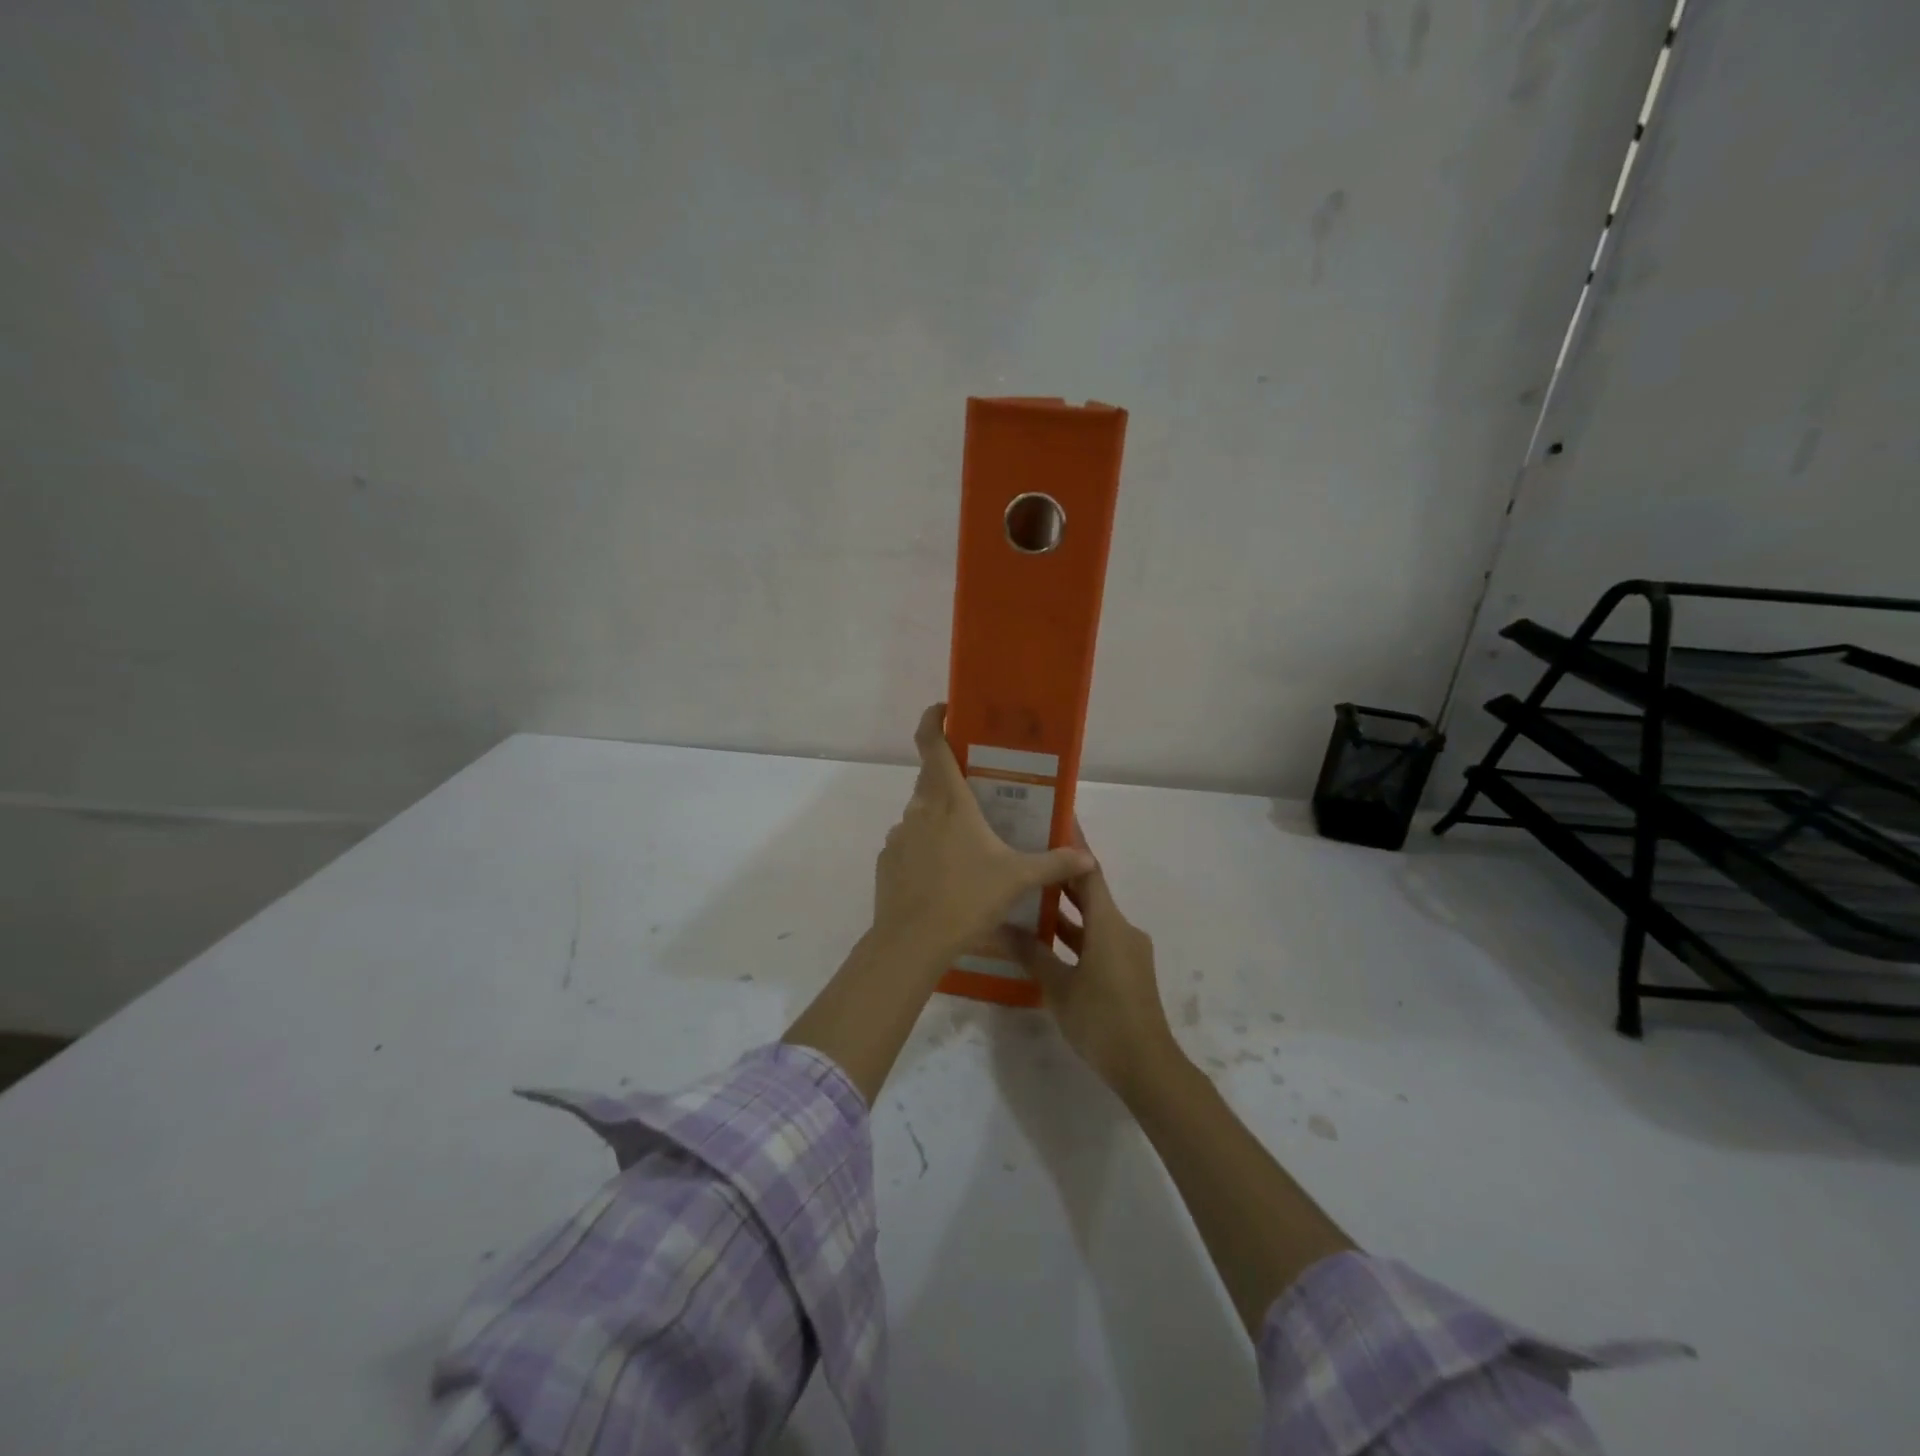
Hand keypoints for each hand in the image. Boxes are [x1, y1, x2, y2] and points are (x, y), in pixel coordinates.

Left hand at [871, 704, 1094, 970]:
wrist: (912, 942)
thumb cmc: (966, 898)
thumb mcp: (1017, 879)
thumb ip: (1054, 864)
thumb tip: (1088, 858)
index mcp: (949, 801)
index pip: (932, 744)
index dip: (933, 720)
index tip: (945, 710)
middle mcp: (919, 809)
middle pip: (930, 779)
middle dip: (952, 779)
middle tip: (980, 793)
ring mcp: (898, 835)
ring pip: (921, 814)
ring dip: (940, 819)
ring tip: (967, 845)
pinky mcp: (887, 860)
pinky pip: (909, 843)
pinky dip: (926, 848)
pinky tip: (945, 876)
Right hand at [1013, 827, 1180, 1101]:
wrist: (1147, 1066)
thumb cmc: (1101, 1019)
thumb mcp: (1058, 985)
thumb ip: (1031, 952)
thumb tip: (999, 926)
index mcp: (1109, 922)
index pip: (1088, 870)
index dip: (1071, 845)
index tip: (1052, 822)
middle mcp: (1121, 928)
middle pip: (1090, 892)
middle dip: (1060, 875)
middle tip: (1027, 856)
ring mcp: (1126, 951)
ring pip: (1091, 919)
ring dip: (1063, 909)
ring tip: (1026, 896)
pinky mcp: (1126, 971)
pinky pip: (1096, 941)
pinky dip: (1073, 935)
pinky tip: (1044, 942)